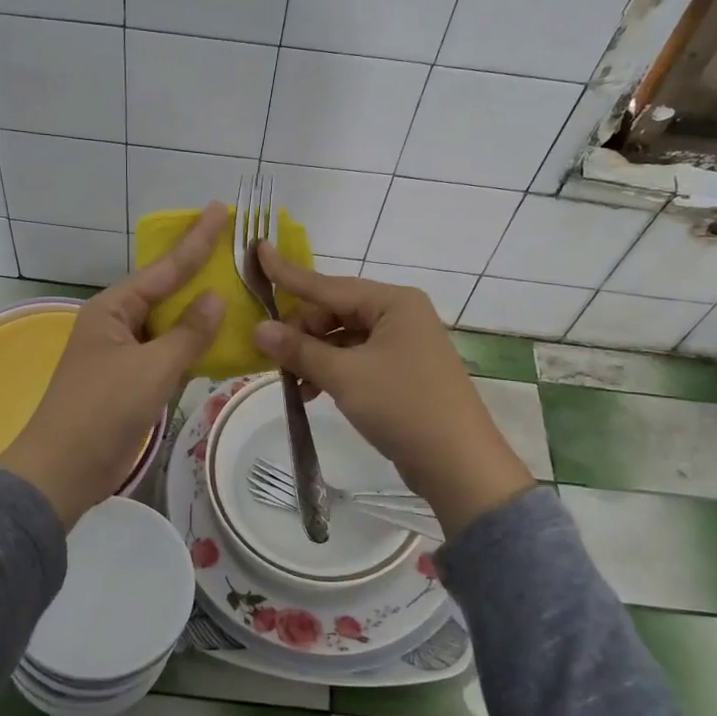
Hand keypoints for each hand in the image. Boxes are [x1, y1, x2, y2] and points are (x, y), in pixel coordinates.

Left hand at [0, 202, 228, 527]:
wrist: (63, 470)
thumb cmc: (103, 410)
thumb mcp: (151, 368)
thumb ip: (188, 333)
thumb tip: (215, 298)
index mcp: (113, 309)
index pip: (164, 268)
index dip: (196, 241)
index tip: (219, 209)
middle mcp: (116, 323)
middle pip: (165, 291)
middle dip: (200, 273)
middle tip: (236, 250)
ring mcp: (122, 353)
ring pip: (168, 324)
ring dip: (199, 314)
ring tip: (237, 292)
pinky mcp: (129, 381)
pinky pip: (166, 353)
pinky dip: (191, 347)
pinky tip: (219, 342)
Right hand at [251, 246, 532, 534]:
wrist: (459, 464)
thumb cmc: (403, 406)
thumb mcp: (345, 376)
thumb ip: (300, 350)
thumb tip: (258, 329)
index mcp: (393, 302)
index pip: (328, 284)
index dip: (288, 274)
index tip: (258, 251)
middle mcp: (400, 314)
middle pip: (335, 311)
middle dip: (302, 331)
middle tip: (269, 352)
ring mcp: (403, 343)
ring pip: (343, 337)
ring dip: (314, 355)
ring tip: (288, 380)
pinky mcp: (402, 371)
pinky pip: (356, 359)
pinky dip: (332, 371)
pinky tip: (310, 393)